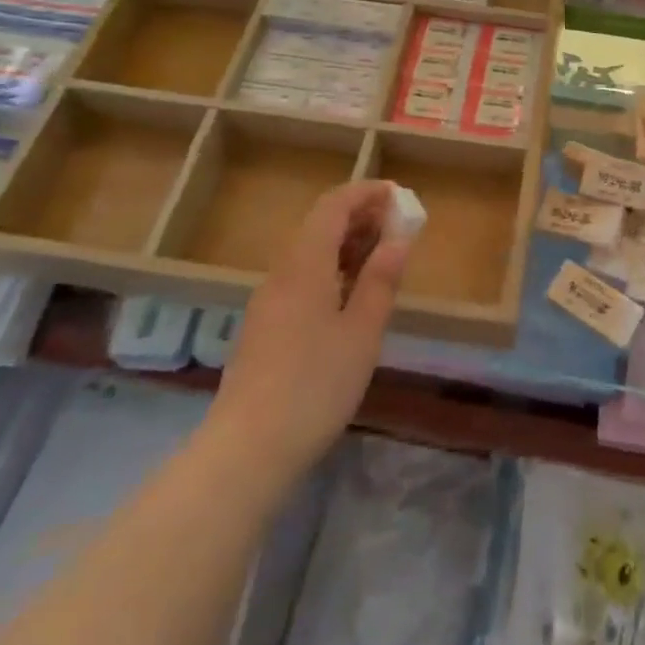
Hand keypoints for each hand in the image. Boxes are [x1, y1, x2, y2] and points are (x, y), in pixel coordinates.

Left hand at [210, 180, 413, 479]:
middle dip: (359, 216)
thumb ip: (381, 280)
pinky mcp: (265, 327)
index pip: (334, 206)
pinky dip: (331, 269)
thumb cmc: (314, 385)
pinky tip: (350, 295)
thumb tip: (398, 238)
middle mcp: (282, 272)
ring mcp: (268, 301)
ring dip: (346, 244)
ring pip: (310, 252)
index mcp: (305, 264)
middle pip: (319, 225)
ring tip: (381, 257)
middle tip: (397, 226)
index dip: (365, 193)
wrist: (246, 451)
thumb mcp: (362, 332)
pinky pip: (301, 277)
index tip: (398, 195)